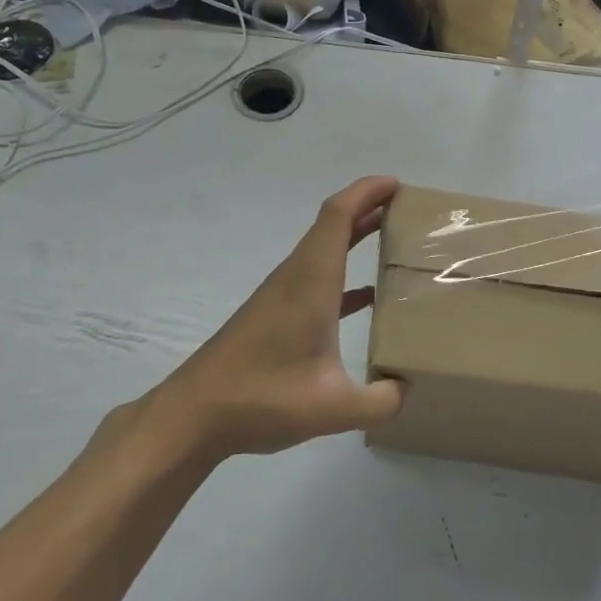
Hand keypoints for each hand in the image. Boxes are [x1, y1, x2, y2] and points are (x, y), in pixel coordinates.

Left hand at [138, 176, 405, 458]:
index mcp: (311, 282)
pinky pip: (316, 278)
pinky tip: (367, 296)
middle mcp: (295, 278)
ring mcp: (281, 296)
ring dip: (355, 237)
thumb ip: (381, 402)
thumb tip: (406, 390)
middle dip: (368, 208)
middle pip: (332, 226)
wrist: (192, 416)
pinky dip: (343, 274)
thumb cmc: (261, 398)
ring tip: (393, 242)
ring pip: (323, 251)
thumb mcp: (333, 408)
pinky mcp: (273, 315)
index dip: (366, 192)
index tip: (396, 185)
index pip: (338, 216)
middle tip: (408, 210)